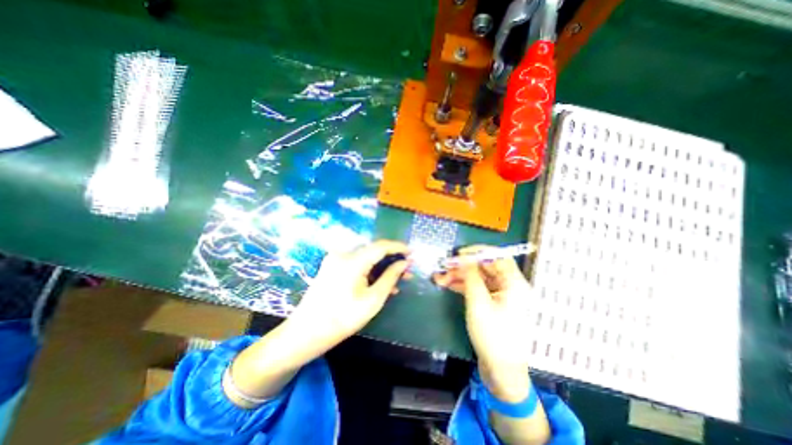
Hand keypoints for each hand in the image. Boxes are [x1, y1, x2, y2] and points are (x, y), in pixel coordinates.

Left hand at [223, 240, 404, 405]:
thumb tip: (404, 263)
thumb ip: (390, 277)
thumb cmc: (342, 319)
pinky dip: (370, 271)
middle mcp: (343, 254)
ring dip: (382, 266)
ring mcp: (336, 260)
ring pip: (366, 258)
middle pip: (373, 251)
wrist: (306, 333)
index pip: (381, 246)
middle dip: (392, 259)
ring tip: (398, 279)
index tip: (412, 253)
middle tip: (408, 270)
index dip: (398, 247)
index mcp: (353, 260)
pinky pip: (357, 264)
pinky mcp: (332, 267)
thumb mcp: (373, 300)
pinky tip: (380, 283)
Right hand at [432, 244, 531, 400]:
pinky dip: (463, 285)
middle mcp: (509, 286)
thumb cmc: (493, 335)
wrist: (501, 371)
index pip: (498, 256)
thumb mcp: (478, 302)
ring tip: (440, 278)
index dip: (478, 252)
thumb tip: (464, 257)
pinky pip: (477, 288)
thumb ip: (471, 276)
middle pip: (485, 267)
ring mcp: (500, 295)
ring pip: (479, 277)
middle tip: (444, 267)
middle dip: (463, 266)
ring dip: (460, 276)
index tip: (459, 254)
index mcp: (514, 283)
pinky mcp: (492, 303)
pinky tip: (447, 284)